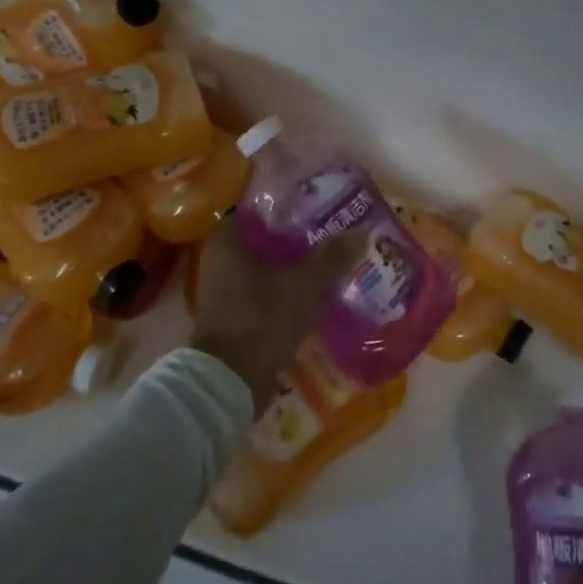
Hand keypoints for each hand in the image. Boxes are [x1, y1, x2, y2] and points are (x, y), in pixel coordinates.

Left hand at [188, 220, 359, 414]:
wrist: (229, 384)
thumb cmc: (260, 321)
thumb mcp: (302, 286)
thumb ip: (331, 258)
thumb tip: (362, 231)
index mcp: (227, 242)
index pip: (255, 206)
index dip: (283, 201)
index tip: (312, 199)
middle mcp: (220, 261)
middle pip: (262, 237)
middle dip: (293, 235)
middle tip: (328, 227)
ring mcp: (225, 291)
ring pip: (264, 267)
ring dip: (291, 264)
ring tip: (328, 257)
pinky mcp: (234, 317)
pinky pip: (263, 292)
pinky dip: (285, 289)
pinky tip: (314, 291)